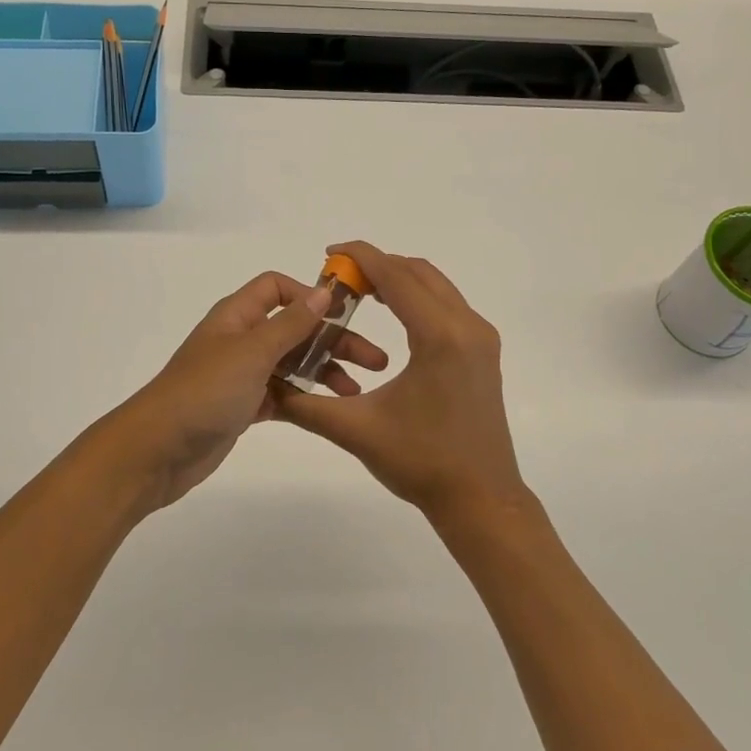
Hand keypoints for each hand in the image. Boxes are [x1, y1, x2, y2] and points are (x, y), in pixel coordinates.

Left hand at [93, 270, 389, 516]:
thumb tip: (323, 291)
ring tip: (356, 392)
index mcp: (237, 316)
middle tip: (375, 361)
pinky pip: (282, 395)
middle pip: (293, 328)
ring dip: (324, 372)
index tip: (344, 316)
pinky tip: (331, 410)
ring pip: (291, 363)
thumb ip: (290, 323)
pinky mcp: (242, 407)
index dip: (309, 295)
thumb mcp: (252, 351)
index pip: (276, 287)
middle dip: (333, 340)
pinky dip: (305, 398)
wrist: (157, 451)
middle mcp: (240, 339)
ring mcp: (241, 375)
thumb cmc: (204, 392)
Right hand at [272, 242, 528, 520]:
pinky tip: (393, 315)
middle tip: (339, 277)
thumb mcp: (356, 430)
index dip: (360, 256)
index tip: (328, 252)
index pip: (395, 275)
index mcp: (439, 336)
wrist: (481, 498)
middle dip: (378, 265)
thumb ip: (305, 405)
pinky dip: (418, 297)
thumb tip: (266, 388)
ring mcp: (481, 338)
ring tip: (360, 292)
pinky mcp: (484, 352)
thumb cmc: (420, 463)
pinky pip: (448, 305)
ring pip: (437, 286)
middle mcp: (467, 326)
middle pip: (418, 272)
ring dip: (399, 279)